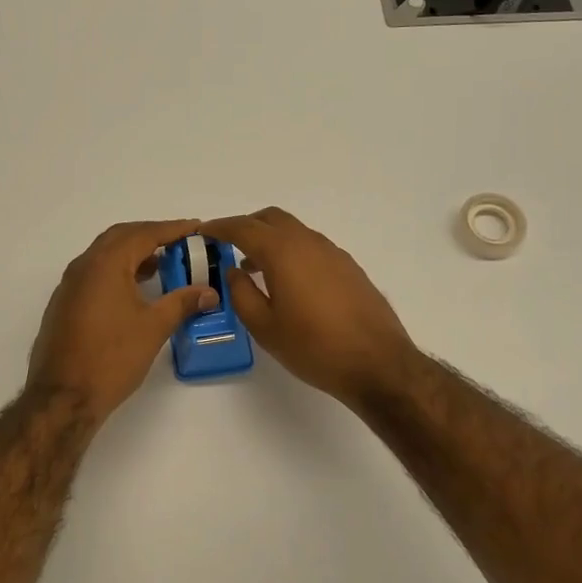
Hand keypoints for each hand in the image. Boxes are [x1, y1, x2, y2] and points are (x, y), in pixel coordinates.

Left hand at [28, 219, 219, 422]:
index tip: (196, 227)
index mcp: (105, 264)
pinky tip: (134, 290)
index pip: (144, 234)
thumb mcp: (154, 327)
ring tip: (162, 266)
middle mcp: (83, 266)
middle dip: (151, 236)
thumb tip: (209, 292)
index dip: (173, 229)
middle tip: (180, 243)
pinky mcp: (64, 304)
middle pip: (121, 237)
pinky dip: (118, 271)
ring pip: (105, 255)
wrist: (63, 397)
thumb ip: (183, 303)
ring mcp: (69, 285)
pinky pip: (94, 273)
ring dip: (133, 254)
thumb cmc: (112, 358)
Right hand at [201, 208, 419, 406]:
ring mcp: (333, 253)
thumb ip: (241, 294)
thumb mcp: (265, 327)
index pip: (244, 228)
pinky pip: (311, 247)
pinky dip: (292, 252)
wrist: (378, 363)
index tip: (203, 232)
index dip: (220, 227)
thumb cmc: (314, 347)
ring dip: (271, 240)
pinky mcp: (349, 268)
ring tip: (254, 269)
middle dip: (246, 226)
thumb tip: (234, 271)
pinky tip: (288, 283)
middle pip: (272, 219)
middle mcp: (309, 243)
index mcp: (283, 252)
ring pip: (294, 232)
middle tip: (228, 245)